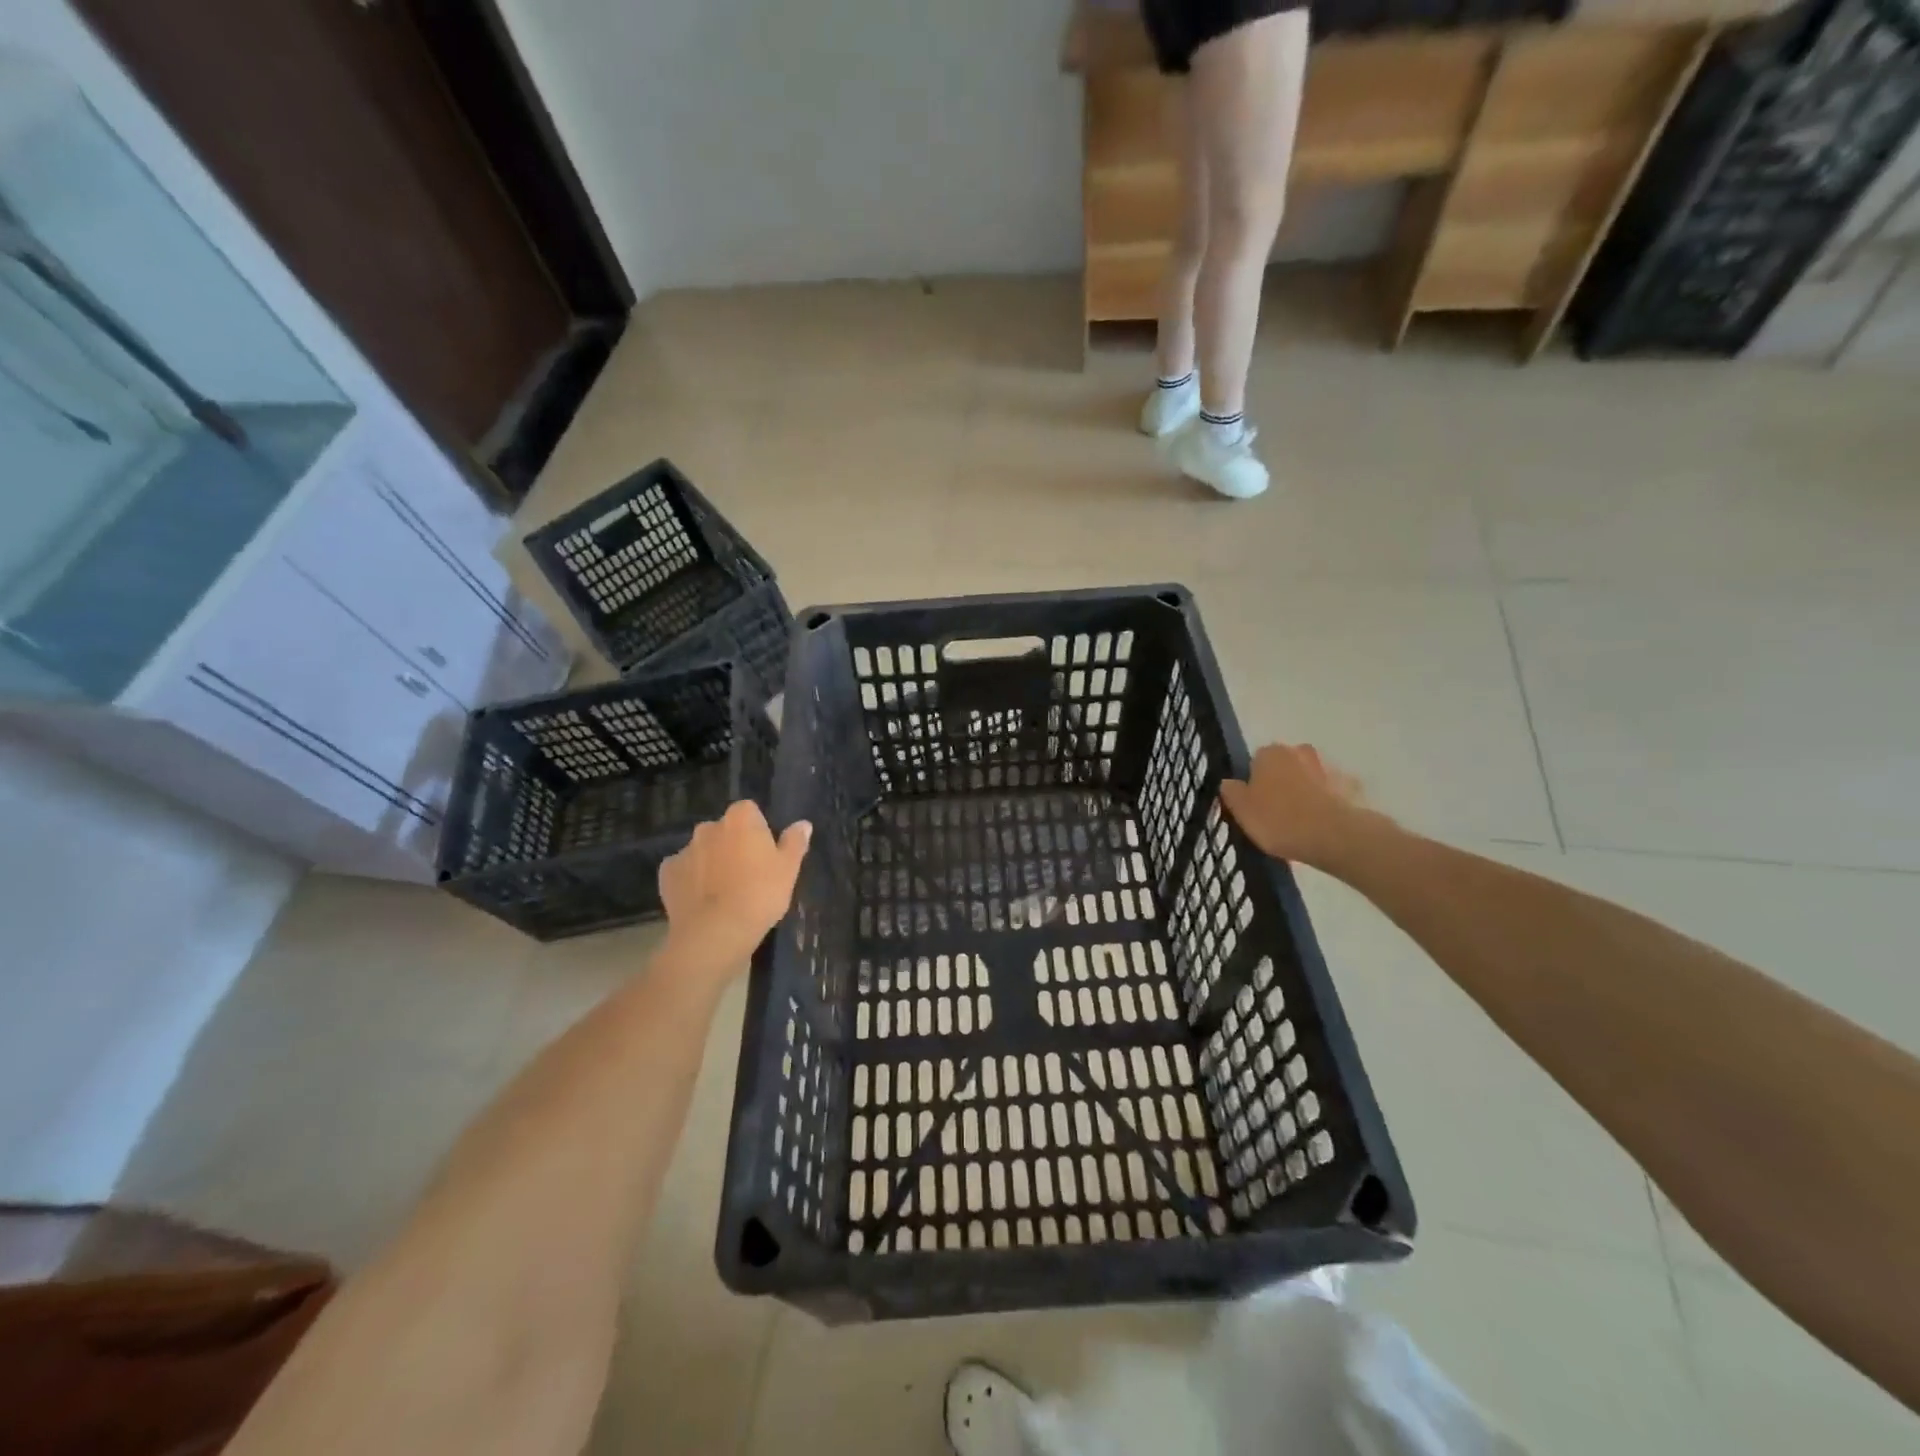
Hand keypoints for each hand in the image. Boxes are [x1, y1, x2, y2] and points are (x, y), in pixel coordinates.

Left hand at [659, 801, 810, 977]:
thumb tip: (803, 824)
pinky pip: (683, 872)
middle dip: (733, 845)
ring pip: (703, 851)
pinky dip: (691, 881)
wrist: (715, 932)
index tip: (765, 854)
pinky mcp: (667, 874)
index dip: (758, 831)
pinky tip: (702, 901)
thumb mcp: (789, 870)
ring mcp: (685, 850)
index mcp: (741, 819)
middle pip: (724, 830)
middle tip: (748, 875)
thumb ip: (795, 842)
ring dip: (712, 863)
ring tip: (724, 893)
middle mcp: (709, 827)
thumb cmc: (760, 895)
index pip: (750, 812)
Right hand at [1219, 743, 1381, 868]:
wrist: (1333, 836)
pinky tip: (1321, 825)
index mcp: (1269, 753)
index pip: (1255, 761)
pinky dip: (1325, 803)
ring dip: (1304, 791)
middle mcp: (1299, 752)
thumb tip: (1229, 782)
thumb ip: (1231, 792)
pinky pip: (1330, 793)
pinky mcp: (1350, 787)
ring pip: (1308, 778)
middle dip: (1281, 782)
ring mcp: (1327, 768)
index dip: (1253, 783)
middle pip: (1284, 766)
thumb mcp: (1240, 810)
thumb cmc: (1278, 819)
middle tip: (1276, 811)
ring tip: (1300, 822)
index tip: (1254, 804)